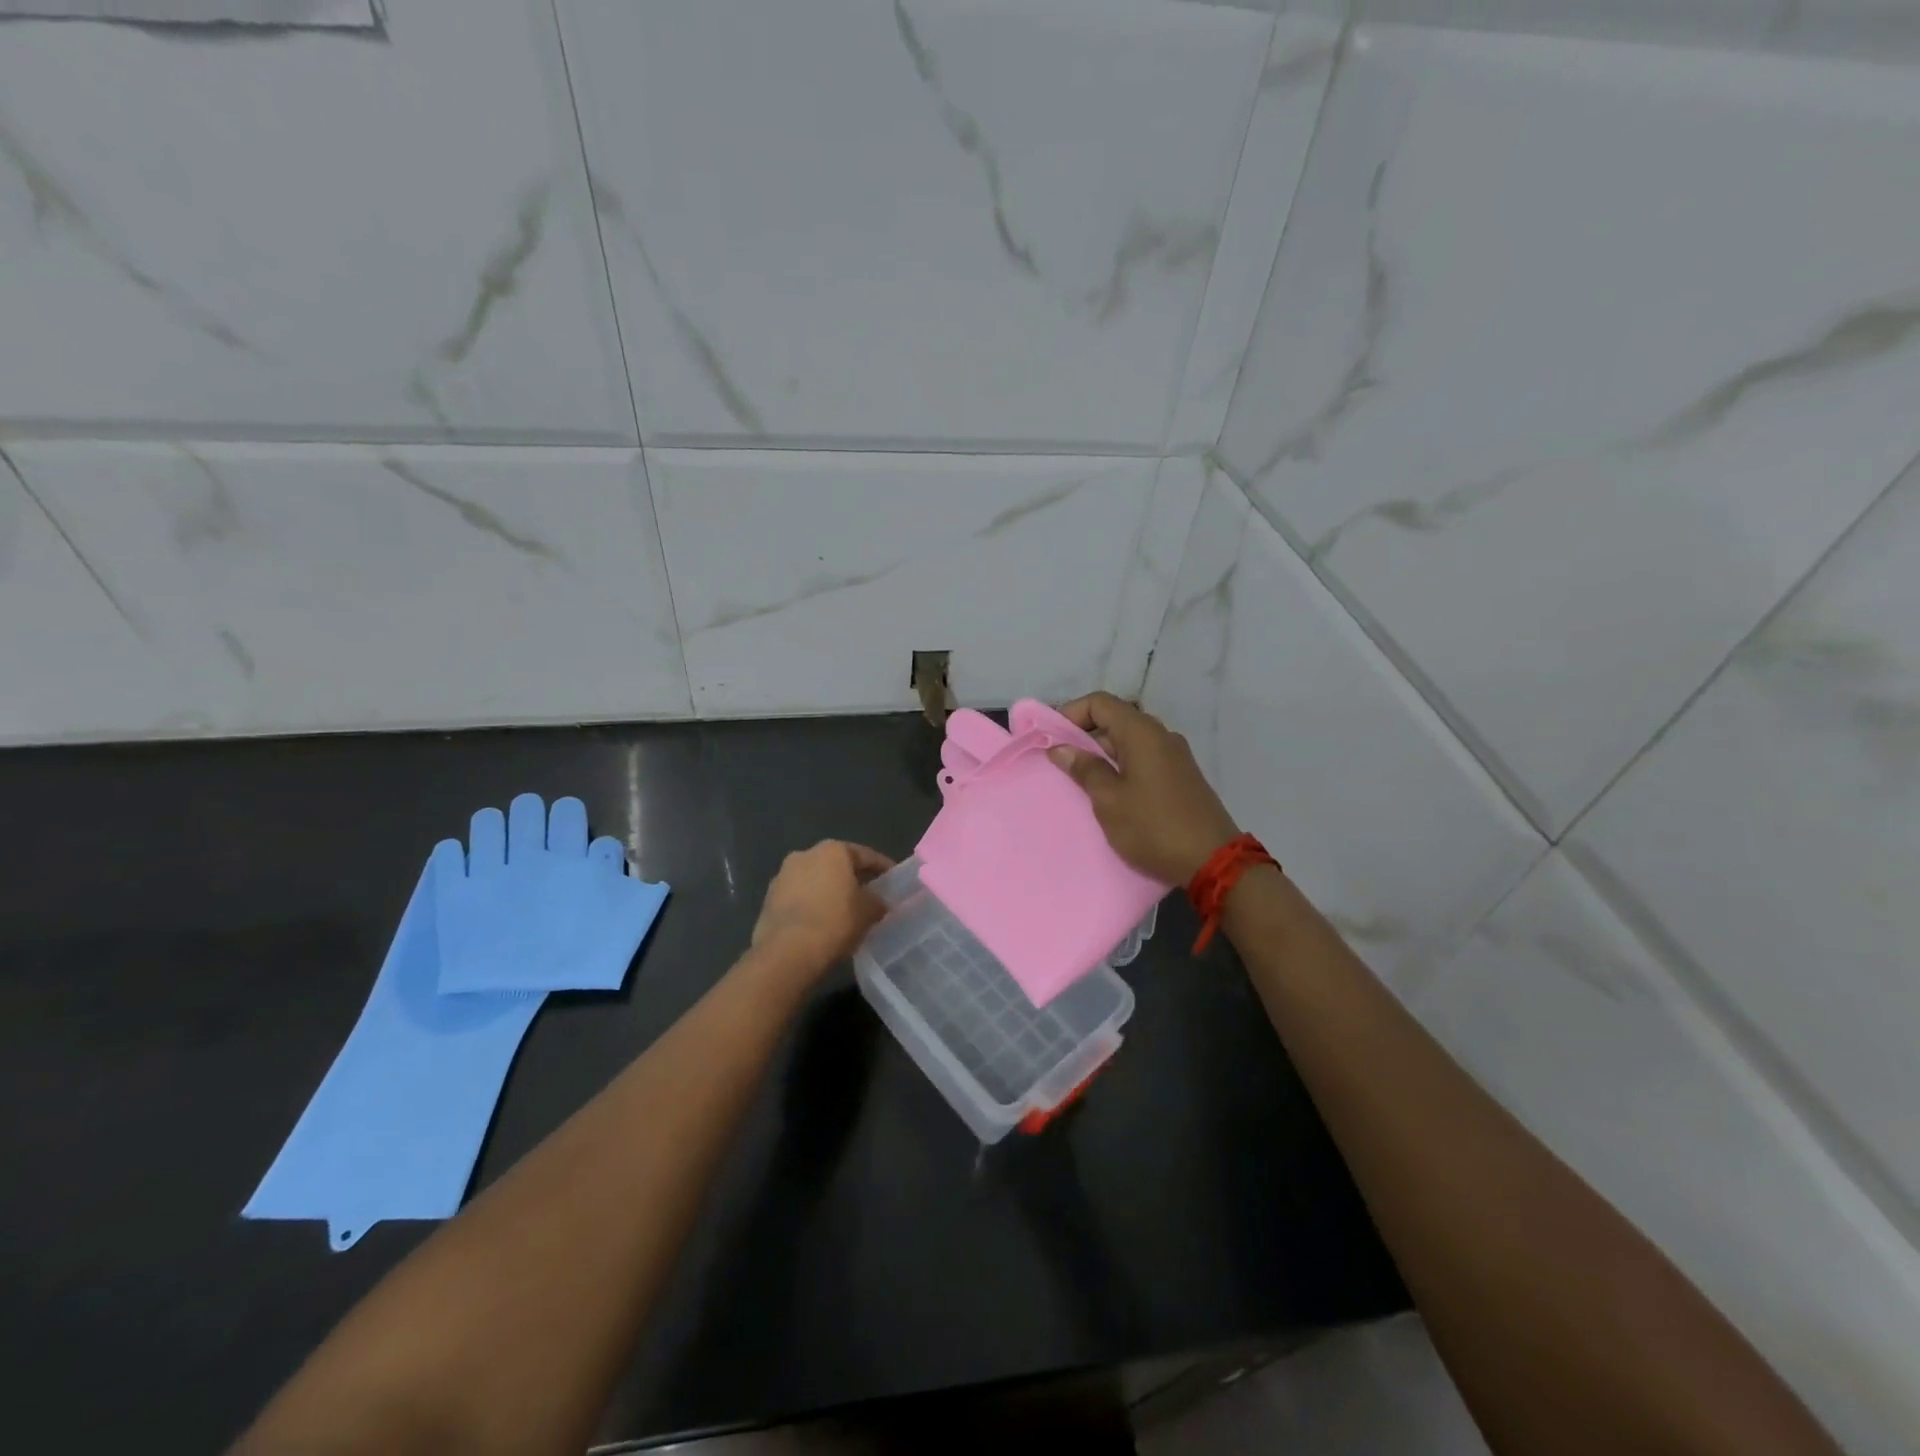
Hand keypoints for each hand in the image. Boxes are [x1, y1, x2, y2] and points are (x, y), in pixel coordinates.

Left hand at [750, 840, 894, 978]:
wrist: (787, 952)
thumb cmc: (835, 922)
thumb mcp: (868, 912)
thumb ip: (877, 902)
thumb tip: (879, 903)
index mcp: (832, 850)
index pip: (865, 855)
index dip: (882, 867)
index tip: (893, 879)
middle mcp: (805, 855)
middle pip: (836, 865)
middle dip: (852, 879)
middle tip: (868, 895)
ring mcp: (782, 876)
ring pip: (814, 881)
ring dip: (828, 892)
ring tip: (843, 912)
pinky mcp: (768, 900)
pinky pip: (798, 898)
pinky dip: (811, 906)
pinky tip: (821, 923)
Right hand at [1048, 693, 1239, 884]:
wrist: (1213, 861)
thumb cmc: (1154, 827)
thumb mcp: (1109, 800)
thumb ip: (1085, 769)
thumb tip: (1061, 748)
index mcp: (1142, 733)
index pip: (1100, 702)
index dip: (1070, 713)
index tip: (1049, 737)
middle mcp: (1161, 736)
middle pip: (1115, 720)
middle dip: (1083, 735)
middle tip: (1058, 762)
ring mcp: (1175, 756)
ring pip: (1129, 742)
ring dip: (1101, 754)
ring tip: (1078, 780)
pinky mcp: (1181, 777)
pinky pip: (1143, 759)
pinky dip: (1121, 767)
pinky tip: (1108, 792)